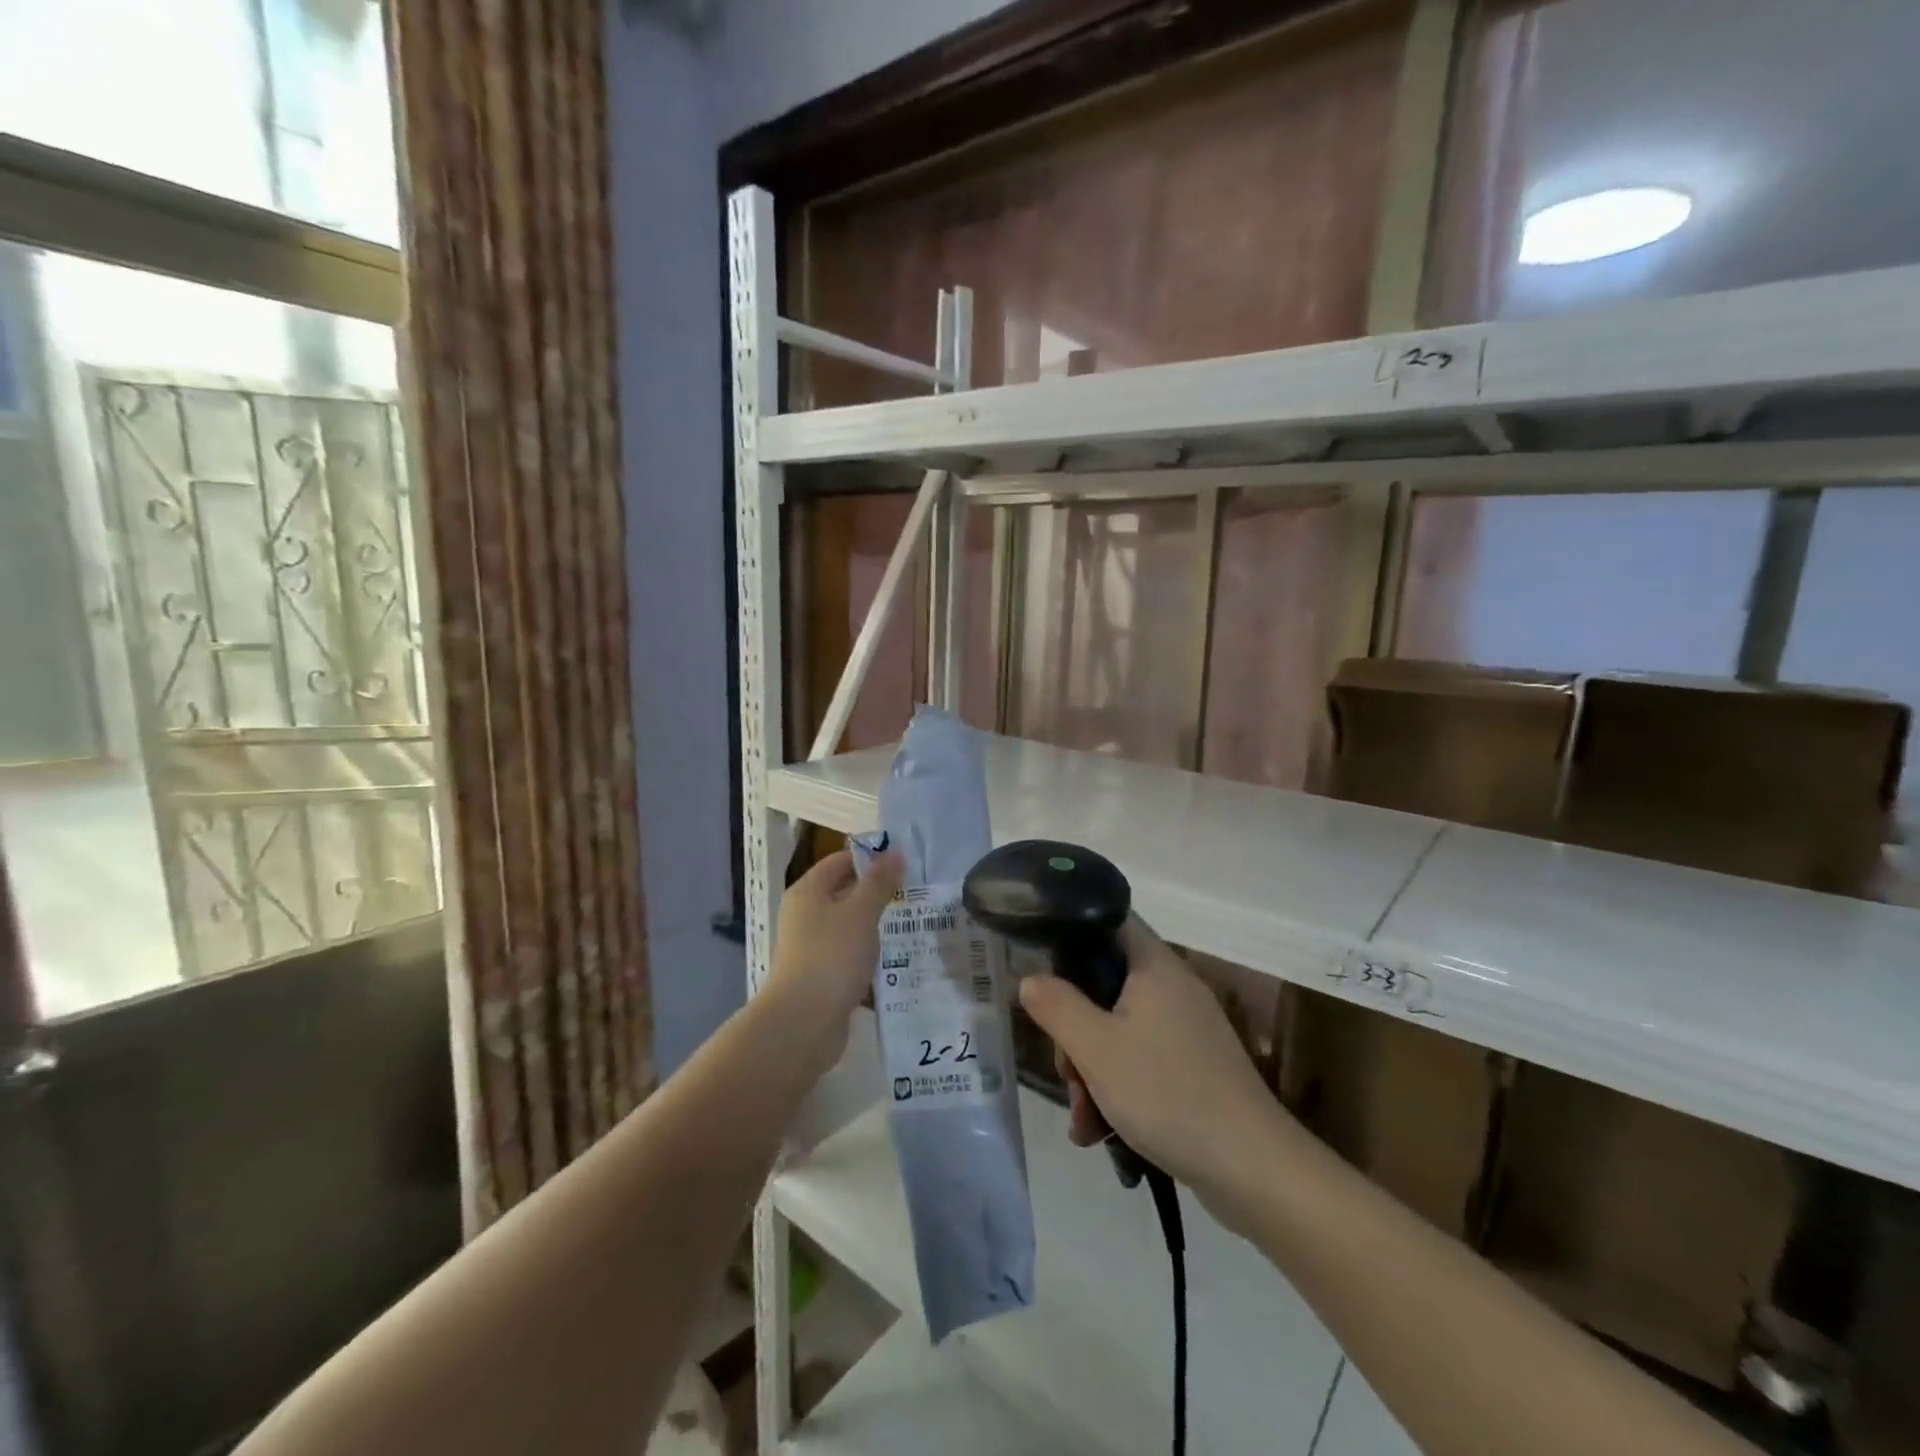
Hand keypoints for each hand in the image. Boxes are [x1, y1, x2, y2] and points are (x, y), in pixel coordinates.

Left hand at [767, 849, 902, 1073]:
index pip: (840, 861)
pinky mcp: (822, 979)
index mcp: (808, 892)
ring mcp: (812, 949)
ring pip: (851, 930)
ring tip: (915, 928)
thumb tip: (895, 853)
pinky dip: (871, 962)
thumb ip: (879, 882)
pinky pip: (851, 961)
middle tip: (916, 895)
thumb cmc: (831, 956)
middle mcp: (805, 916)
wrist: (803, 1023)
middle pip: (845, 895)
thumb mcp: (861, 913)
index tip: (905, 864)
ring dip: (877, 931)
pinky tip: (899, 965)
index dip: (870, 859)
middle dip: (879, 896)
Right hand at [1018, 916, 1295, 1222]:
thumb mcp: (1096, 1049)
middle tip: (1067, 1073)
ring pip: (1119, 1031)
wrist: (1252, 1168)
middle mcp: (1173, 989)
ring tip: (1083, 1122)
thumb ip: (1056, 1007)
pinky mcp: (1194, 1068)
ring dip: (1091, 1072)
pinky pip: (1141, 1062)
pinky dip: (1117, 1089)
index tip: (1043, 971)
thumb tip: (1029, 979)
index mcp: (1155, 967)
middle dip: (1075, 1032)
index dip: (1071, 937)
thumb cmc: (1168, 1093)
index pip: (1109, 923)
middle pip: (1106, 988)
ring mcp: (1187, 1030)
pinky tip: (1100, 1133)